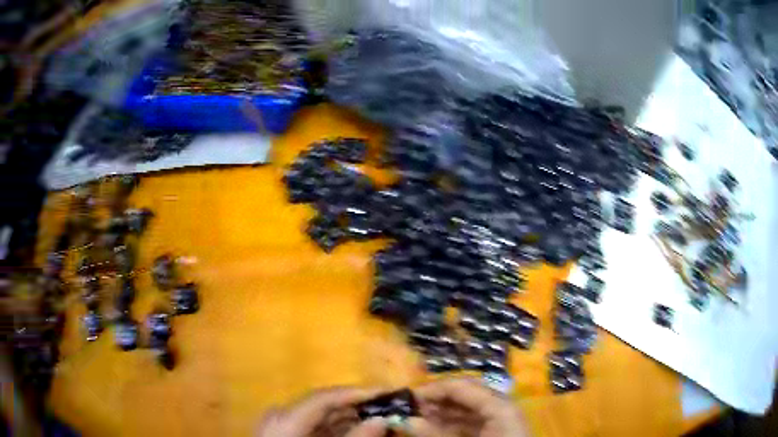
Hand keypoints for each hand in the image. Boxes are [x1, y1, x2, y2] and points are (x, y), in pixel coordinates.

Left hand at [256, 387, 387, 436]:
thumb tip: (381, 420)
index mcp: (286, 418)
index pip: (325, 397)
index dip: (357, 392)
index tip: (387, 392)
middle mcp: (281, 416)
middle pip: (324, 405)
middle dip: (357, 407)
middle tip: (388, 408)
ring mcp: (281, 425)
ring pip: (321, 417)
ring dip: (349, 419)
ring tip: (378, 421)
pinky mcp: (285, 434)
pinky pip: (315, 427)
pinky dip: (338, 430)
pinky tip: (356, 433)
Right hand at [410, 377, 529, 436]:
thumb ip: (435, 434)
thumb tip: (406, 421)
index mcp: (499, 405)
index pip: (461, 386)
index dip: (432, 389)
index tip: (406, 398)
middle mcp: (501, 407)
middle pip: (464, 394)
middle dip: (436, 400)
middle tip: (410, 410)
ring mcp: (499, 419)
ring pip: (466, 409)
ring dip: (441, 413)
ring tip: (416, 420)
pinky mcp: (495, 431)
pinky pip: (470, 422)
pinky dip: (450, 424)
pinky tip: (432, 429)